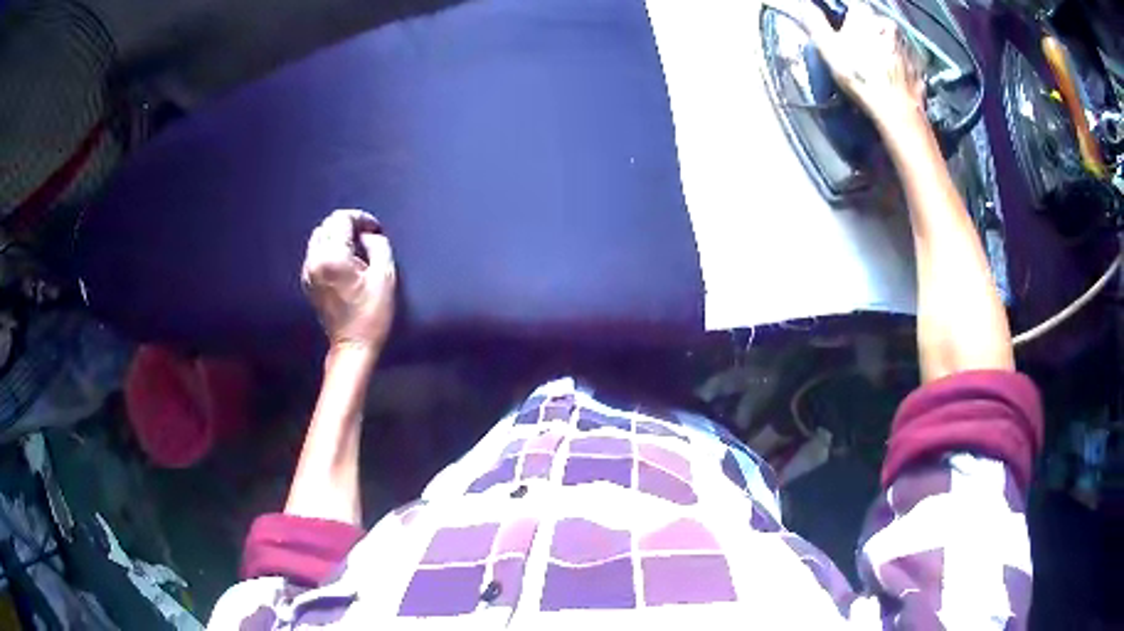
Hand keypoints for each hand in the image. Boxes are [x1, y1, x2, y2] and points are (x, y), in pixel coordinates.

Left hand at [301, 209, 395, 350]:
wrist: (352, 347)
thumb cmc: (372, 315)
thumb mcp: (385, 277)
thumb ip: (378, 246)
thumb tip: (368, 235)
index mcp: (333, 257)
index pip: (341, 219)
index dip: (361, 219)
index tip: (375, 230)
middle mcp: (315, 260)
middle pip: (328, 225)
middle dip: (348, 225)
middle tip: (367, 237)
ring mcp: (308, 272)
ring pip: (319, 237)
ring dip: (337, 236)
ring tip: (355, 248)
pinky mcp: (307, 282)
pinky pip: (315, 252)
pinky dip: (329, 248)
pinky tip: (343, 261)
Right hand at [798, 1, 925, 128]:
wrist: (898, 112)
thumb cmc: (860, 75)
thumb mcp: (827, 47)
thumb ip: (814, 21)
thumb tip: (804, 6)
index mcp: (866, 15)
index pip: (850, 6)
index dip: (842, 19)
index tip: (838, 33)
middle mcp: (889, 24)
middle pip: (873, 24)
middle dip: (865, 34)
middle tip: (857, 54)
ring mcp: (907, 46)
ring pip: (890, 42)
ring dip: (882, 49)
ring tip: (875, 70)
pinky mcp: (919, 68)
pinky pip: (904, 61)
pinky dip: (898, 67)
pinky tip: (890, 80)